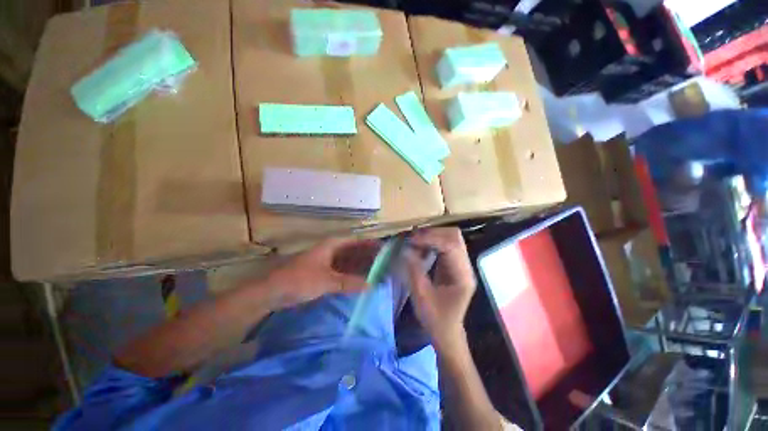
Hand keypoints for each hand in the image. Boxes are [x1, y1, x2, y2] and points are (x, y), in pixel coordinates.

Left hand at [259, 237, 378, 308]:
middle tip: (384, 263)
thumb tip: (372, 285)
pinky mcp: (321, 272)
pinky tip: (359, 280)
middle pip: (353, 250)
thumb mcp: (327, 281)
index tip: (384, 249)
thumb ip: (350, 282)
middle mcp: (330, 250)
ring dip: (360, 265)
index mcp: (332, 245)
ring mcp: (325, 261)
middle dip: (367, 256)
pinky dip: (351, 274)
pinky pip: (341, 270)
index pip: (356, 241)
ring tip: (376, 272)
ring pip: (348, 261)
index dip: (370, 244)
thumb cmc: (299, 280)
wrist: (271, 291)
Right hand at [405, 228, 475, 350]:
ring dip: (432, 236)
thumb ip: (414, 270)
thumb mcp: (421, 296)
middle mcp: (465, 267)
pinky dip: (432, 242)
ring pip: (450, 238)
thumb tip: (405, 249)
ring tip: (415, 241)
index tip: (412, 240)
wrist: (447, 332)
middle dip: (433, 233)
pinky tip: (420, 247)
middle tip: (413, 238)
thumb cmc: (435, 319)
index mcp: (462, 277)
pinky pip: (445, 245)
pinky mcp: (454, 265)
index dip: (431, 239)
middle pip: (455, 237)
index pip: (451, 247)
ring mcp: (461, 265)